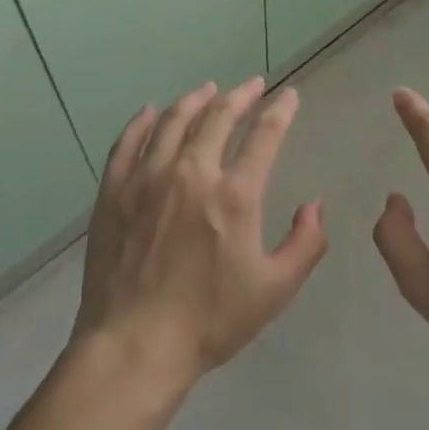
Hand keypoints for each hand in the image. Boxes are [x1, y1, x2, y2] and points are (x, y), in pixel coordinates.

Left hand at [71, 78, 326, 393]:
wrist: (135, 344)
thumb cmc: (210, 320)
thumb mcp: (275, 289)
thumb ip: (305, 243)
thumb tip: (314, 206)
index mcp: (234, 194)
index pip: (264, 135)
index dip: (280, 111)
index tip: (289, 96)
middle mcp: (191, 172)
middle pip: (218, 116)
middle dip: (240, 95)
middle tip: (252, 85)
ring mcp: (147, 178)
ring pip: (173, 121)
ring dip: (194, 99)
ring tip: (208, 89)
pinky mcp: (114, 191)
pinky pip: (128, 142)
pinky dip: (142, 121)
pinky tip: (150, 111)